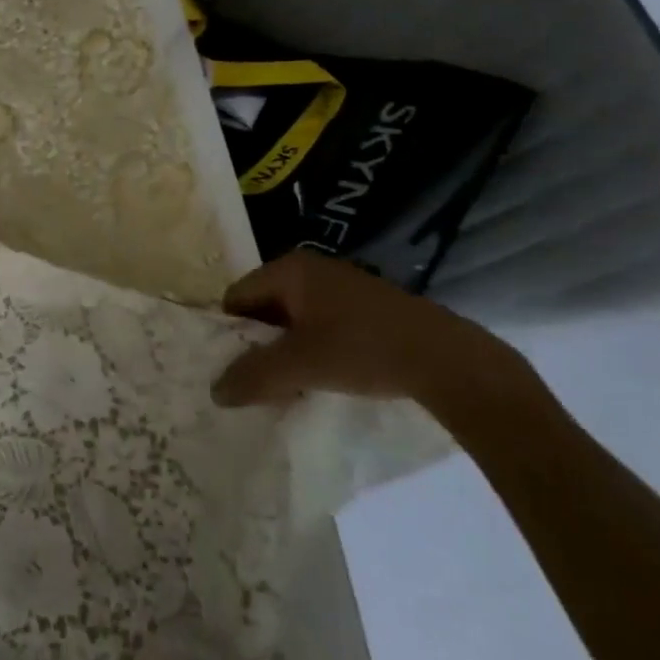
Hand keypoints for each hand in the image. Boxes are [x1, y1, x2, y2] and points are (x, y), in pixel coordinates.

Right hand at [210, 250, 522, 408]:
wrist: (445, 359)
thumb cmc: (362, 349)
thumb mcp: (300, 366)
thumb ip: (253, 376)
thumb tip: (215, 391)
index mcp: (289, 269)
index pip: (237, 296)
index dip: (228, 332)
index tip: (230, 368)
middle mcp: (310, 268)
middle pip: (264, 307)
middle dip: (256, 344)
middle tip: (254, 382)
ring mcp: (340, 285)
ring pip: (293, 319)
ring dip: (285, 350)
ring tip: (286, 386)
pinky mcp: (364, 306)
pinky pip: (320, 324)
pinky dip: (312, 349)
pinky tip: (320, 378)